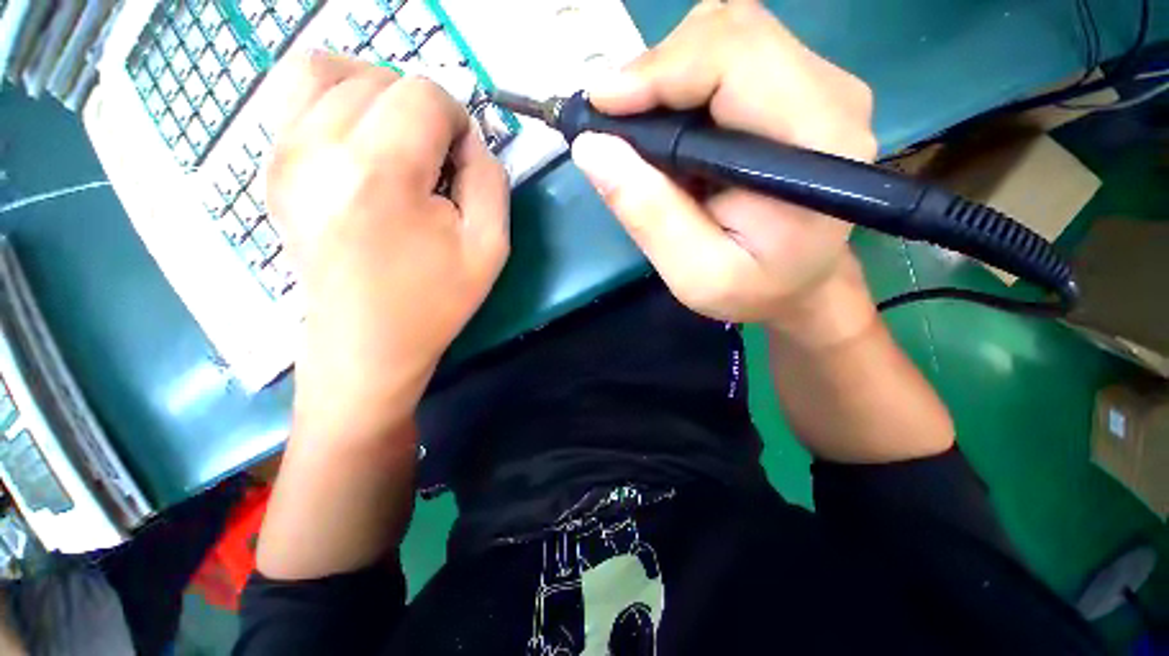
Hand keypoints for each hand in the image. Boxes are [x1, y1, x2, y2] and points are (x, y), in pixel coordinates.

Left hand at [266, 52, 509, 439]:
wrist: (364, 344)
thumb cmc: (434, 301)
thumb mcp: (489, 247)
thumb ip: (490, 180)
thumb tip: (470, 140)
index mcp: (380, 173)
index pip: (424, 95)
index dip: (457, 120)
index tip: (462, 161)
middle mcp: (318, 148)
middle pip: (382, 79)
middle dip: (421, 111)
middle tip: (435, 162)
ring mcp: (283, 155)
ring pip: (330, 71)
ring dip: (377, 94)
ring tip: (398, 138)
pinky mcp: (272, 167)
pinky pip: (294, 94)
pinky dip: (334, 97)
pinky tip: (358, 138)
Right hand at [571, 0, 876, 334]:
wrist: (800, 283)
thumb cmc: (753, 289)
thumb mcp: (694, 274)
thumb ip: (649, 215)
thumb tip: (592, 149)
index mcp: (816, 145)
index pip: (736, 58)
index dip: (660, 70)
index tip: (600, 106)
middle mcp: (830, 96)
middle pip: (731, 30)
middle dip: (658, 69)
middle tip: (615, 122)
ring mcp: (819, 85)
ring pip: (728, 33)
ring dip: (668, 73)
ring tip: (642, 130)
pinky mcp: (798, 87)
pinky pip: (731, 54)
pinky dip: (684, 79)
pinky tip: (671, 126)